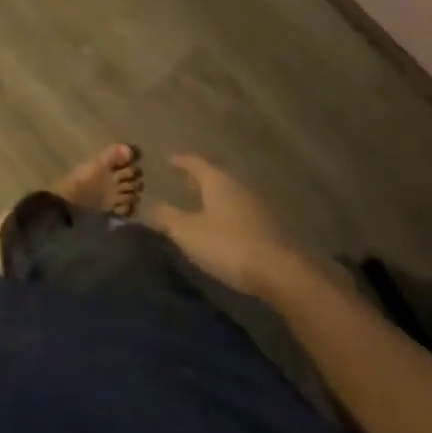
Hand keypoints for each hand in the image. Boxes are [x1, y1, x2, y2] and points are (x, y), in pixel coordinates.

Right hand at [148, 155, 309, 297]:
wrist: (280, 272)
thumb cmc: (227, 244)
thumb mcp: (187, 232)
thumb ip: (167, 217)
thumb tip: (151, 205)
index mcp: (217, 181)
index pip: (195, 163)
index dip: (181, 161)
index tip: (169, 160)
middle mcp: (238, 187)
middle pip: (215, 177)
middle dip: (198, 179)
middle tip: (184, 182)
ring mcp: (257, 206)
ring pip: (230, 194)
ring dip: (214, 197)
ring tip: (200, 205)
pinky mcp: (269, 227)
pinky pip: (240, 211)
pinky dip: (227, 212)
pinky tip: (222, 226)